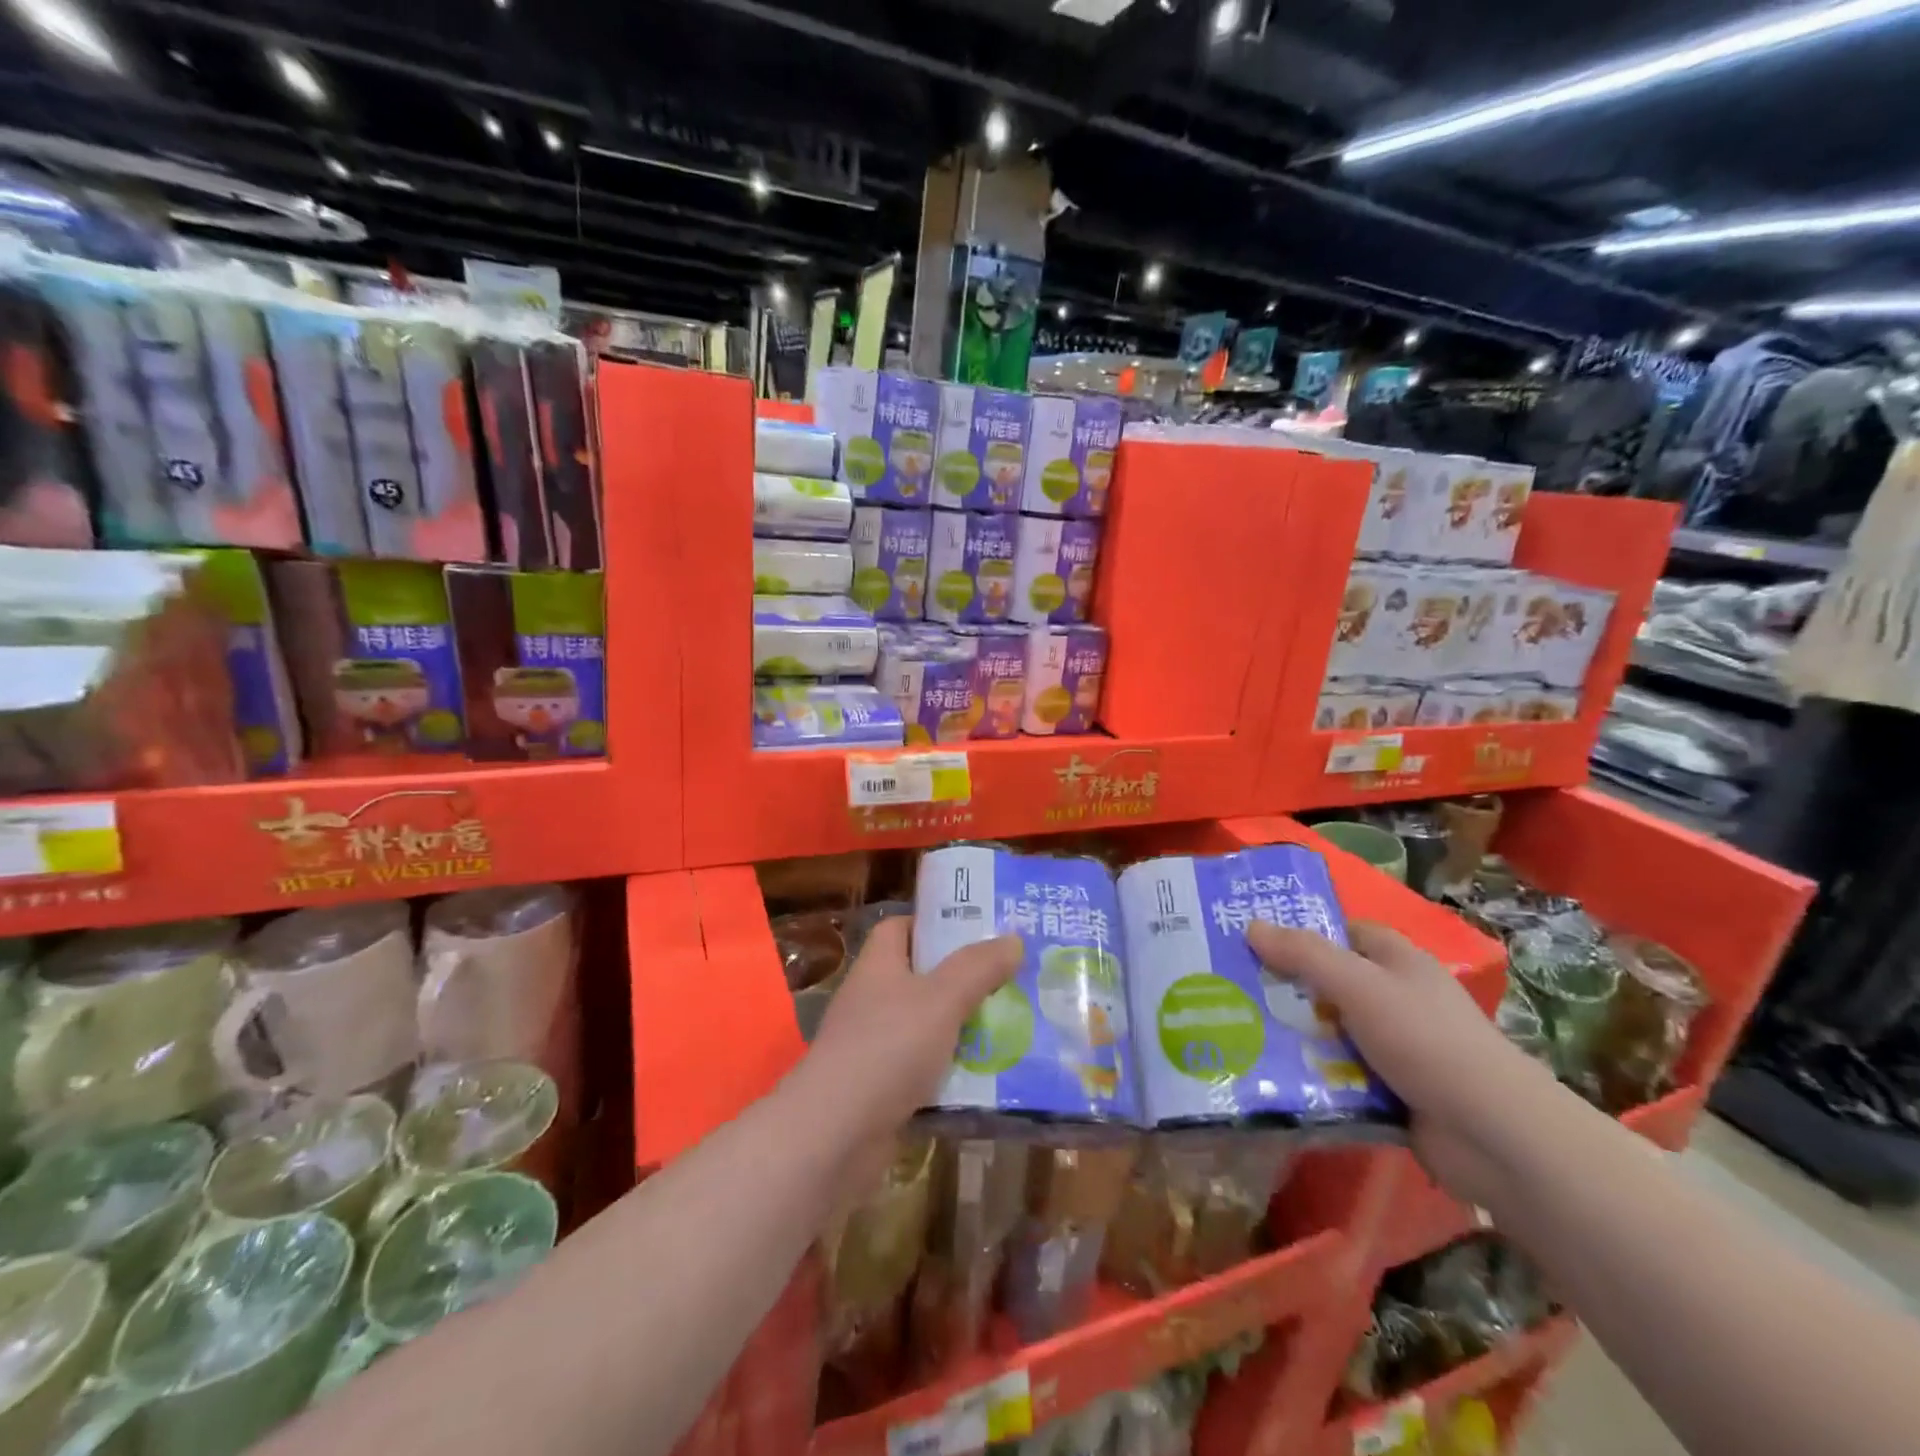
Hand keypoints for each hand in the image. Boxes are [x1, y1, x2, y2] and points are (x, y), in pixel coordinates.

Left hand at [795, 917, 1022, 1157]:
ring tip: (1014, 1027)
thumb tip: (1013, 939)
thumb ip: (978, 968)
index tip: (977, 931)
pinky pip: (926, 1071)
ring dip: (964, 1030)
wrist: (835, 1136)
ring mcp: (875, 1047)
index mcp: (879, 965)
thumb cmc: (888, 1047)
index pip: (901, 927)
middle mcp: (873, 1000)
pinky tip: (991, 1079)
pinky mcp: (882, 1090)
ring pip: (928, 1027)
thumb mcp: (942, 998)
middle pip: (921, 977)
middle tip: (1011, 979)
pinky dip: (954, 1074)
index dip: (935, 924)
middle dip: (964, 980)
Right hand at [1248, 919, 1546, 1206]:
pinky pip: (1337, 1071)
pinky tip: (1269, 1074)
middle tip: (1230, 987)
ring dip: (1292, 1033)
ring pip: (1329, 1029)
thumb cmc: (1426, 1040)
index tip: (1254, 940)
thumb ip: (1305, 954)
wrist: (1492, 1135)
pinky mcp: (1389, 1089)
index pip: (1344, 932)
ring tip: (1236, 1030)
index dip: (1303, 932)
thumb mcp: (1359, 985)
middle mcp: (1396, 997)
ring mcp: (1394, 1046)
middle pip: (1329, 981)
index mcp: (1397, 961)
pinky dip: (1309, 1073)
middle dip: (1285, 986)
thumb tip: (1251, 925)